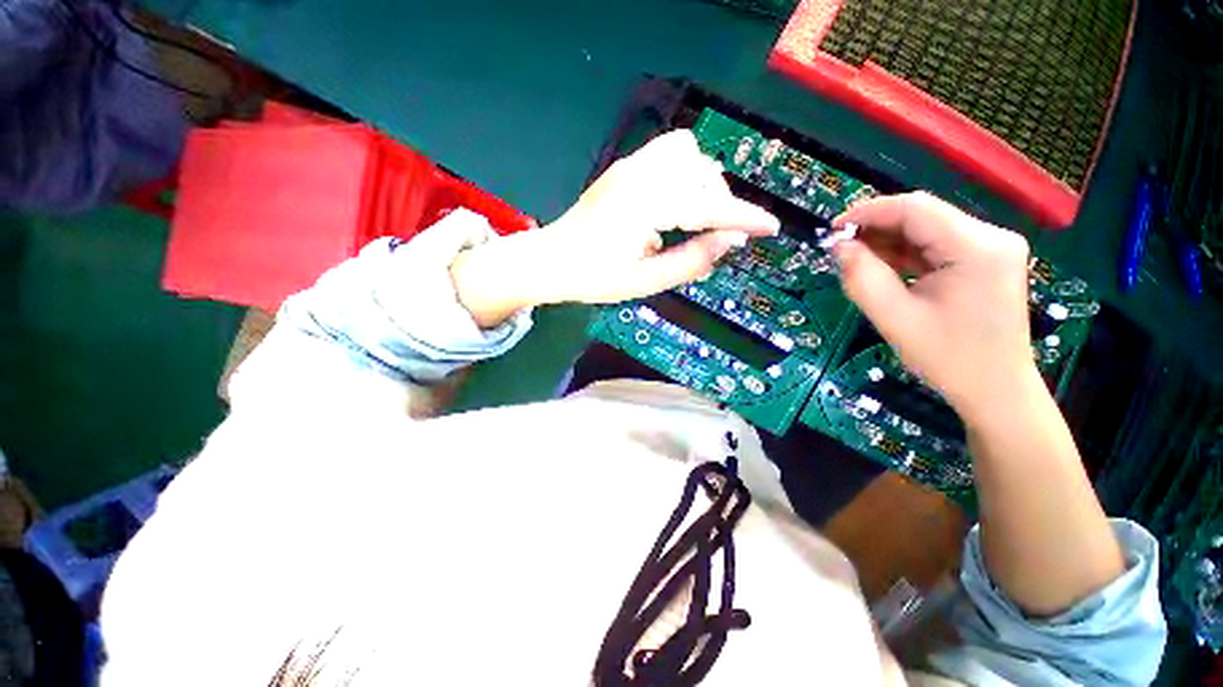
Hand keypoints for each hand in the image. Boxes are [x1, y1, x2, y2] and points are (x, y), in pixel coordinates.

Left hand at [450, 130, 778, 325]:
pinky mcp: (624, 167)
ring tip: (695, 217)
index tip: (770, 227)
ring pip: (689, 154)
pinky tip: (675, 200)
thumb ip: (691, 261)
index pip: (708, 206)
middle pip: (704, 173)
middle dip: (721, 203)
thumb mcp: (645, 281)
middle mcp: (640, 175)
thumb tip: (730, 241)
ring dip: (703, 182)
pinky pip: (669, 152)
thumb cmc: (594, 278)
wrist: (551, 260)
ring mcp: (630, 166)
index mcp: (645, 207)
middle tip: (717, 236)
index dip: (744, 217)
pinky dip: (685, 171)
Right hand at [832, 192, 1033, 419]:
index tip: (832, 230)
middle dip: (876, 227)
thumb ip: (862, 278)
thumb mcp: (894, 319)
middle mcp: (991, 237)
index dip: (868, 212)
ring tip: (855, 260)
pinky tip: (881, 266)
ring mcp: (991, 247)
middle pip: (923, 215)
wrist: (996, 390)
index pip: (915, 209)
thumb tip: (839, 247)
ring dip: (887, 240)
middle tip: (840, 249)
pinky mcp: (984, 260)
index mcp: (977, 248)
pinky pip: (936, 245)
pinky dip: (904, 253)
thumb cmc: (948, 359)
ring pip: (927, 229)